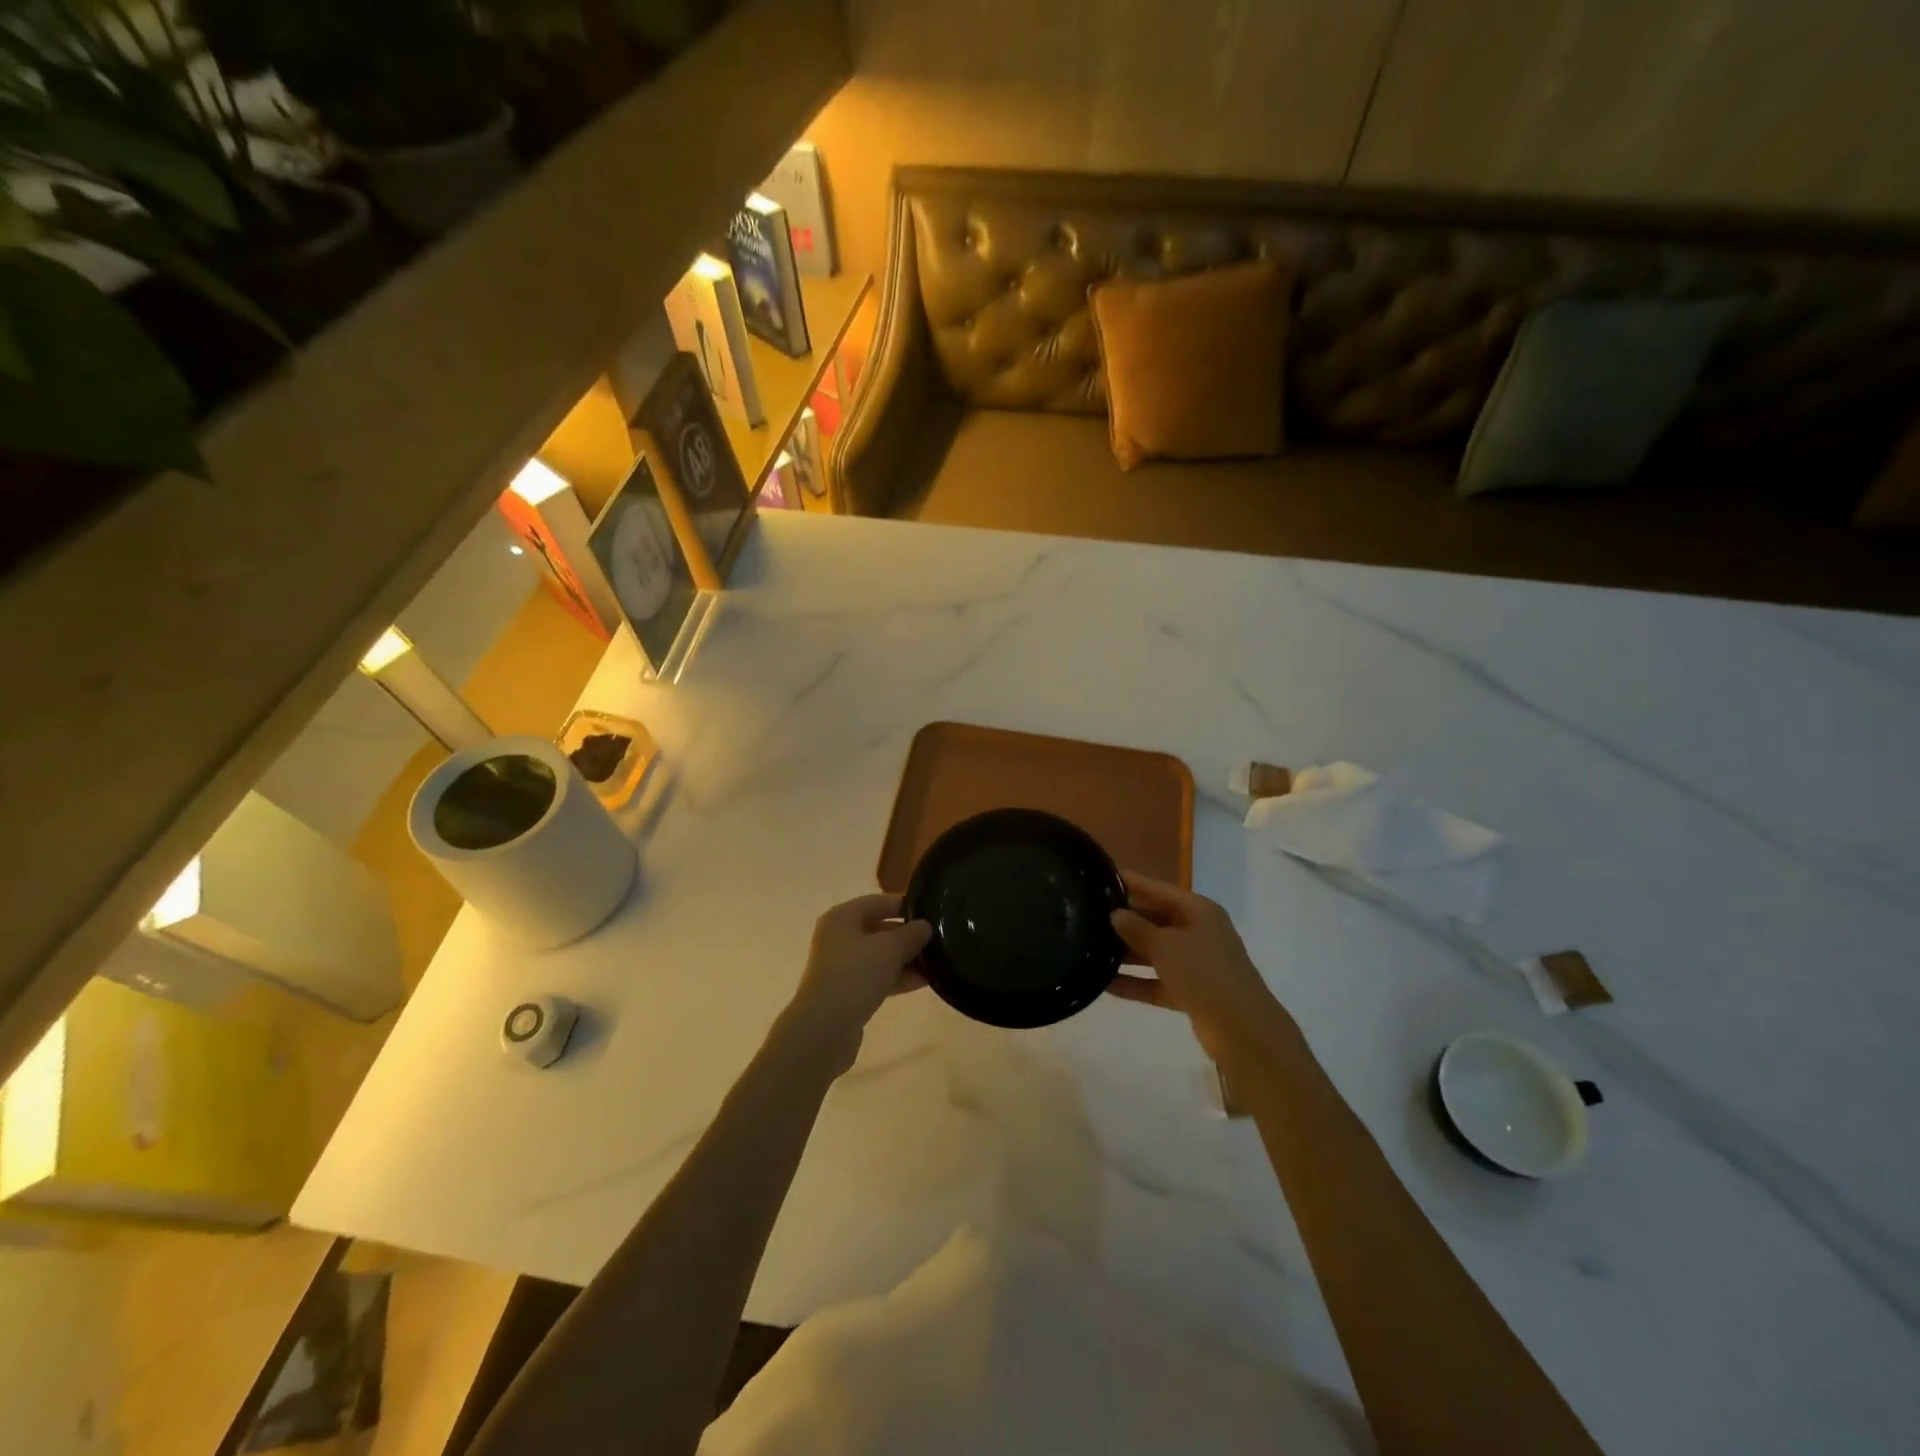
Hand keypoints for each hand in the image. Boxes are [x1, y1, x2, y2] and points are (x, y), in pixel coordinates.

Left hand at [787, 894, 931, 1066]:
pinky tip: (924, 983)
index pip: (879, 902)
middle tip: (938, 939)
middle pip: (879, 929)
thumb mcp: (891, 948)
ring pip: (879, 955)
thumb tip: (925, 926)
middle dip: (908, 935)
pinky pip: (876, 977)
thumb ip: (912, 933)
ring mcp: (841, 966)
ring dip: (906, 959)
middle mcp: (838, 937)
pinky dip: (897, 978)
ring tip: (937, 963)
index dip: (905, 905)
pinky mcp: (846, 991)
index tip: (932, 912)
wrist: (825, 1028)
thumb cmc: (856, 975)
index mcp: (843, 917)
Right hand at [1108, 871, 1290, 1062]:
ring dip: (1126, 954)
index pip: (1158, 889)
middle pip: (1155, 919)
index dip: (1131, 883)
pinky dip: (1135, 982)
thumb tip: (1116, 914)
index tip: (1101, 876)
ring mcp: (1195, 963)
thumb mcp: (1166, 946)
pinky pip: (1156, 981)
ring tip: (1089, 949)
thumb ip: (1137, 928)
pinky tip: (1104, 985)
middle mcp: (1198, 932)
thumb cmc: (1204, 973)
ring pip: (1154, 952)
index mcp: (1198, 911)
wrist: (1242, 1030)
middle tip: (1087, 916)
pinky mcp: (1191, 992)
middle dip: (1124, 921)